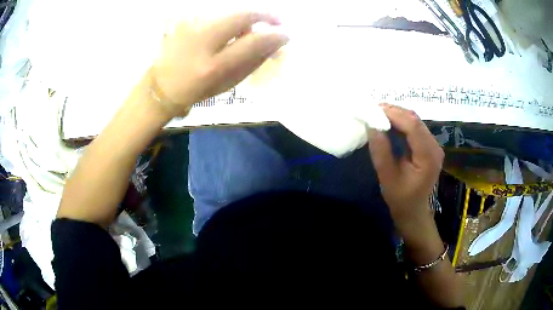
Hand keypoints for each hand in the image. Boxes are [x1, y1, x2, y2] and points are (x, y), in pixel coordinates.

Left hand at [153, 12, 288, 116]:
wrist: (162, 85)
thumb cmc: (196, 90)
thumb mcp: (228, 83)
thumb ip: (253, 61)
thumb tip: (275, 42)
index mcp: (213, 66)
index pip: (253, 41)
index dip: (275, 35)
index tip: (286, 34)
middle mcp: (202, 41)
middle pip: (242, 14)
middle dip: (265, 14)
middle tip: (277, 20)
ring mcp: (192, 27)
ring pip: (231, 10)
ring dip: (248, 16)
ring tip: (252, 29)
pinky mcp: (187, 20)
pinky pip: (218, 12)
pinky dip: (232, 17)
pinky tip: (232, 28)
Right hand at [368, 104, 443, 228]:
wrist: (414, 210)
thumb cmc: (401, 198)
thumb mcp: (387, 178)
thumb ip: (381, 152)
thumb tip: (372, 126)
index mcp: (428, 156)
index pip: (413, 126)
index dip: (394, 114)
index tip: (373, 110)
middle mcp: (434, 146)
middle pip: (415, 120)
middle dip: (394, 112)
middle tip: (372, 109)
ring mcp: (433, 145)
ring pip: (415, 121)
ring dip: (397, 115)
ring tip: (377, 114)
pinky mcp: (428, 145)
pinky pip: (415, 127)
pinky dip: (401, 122)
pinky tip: (388, 122)